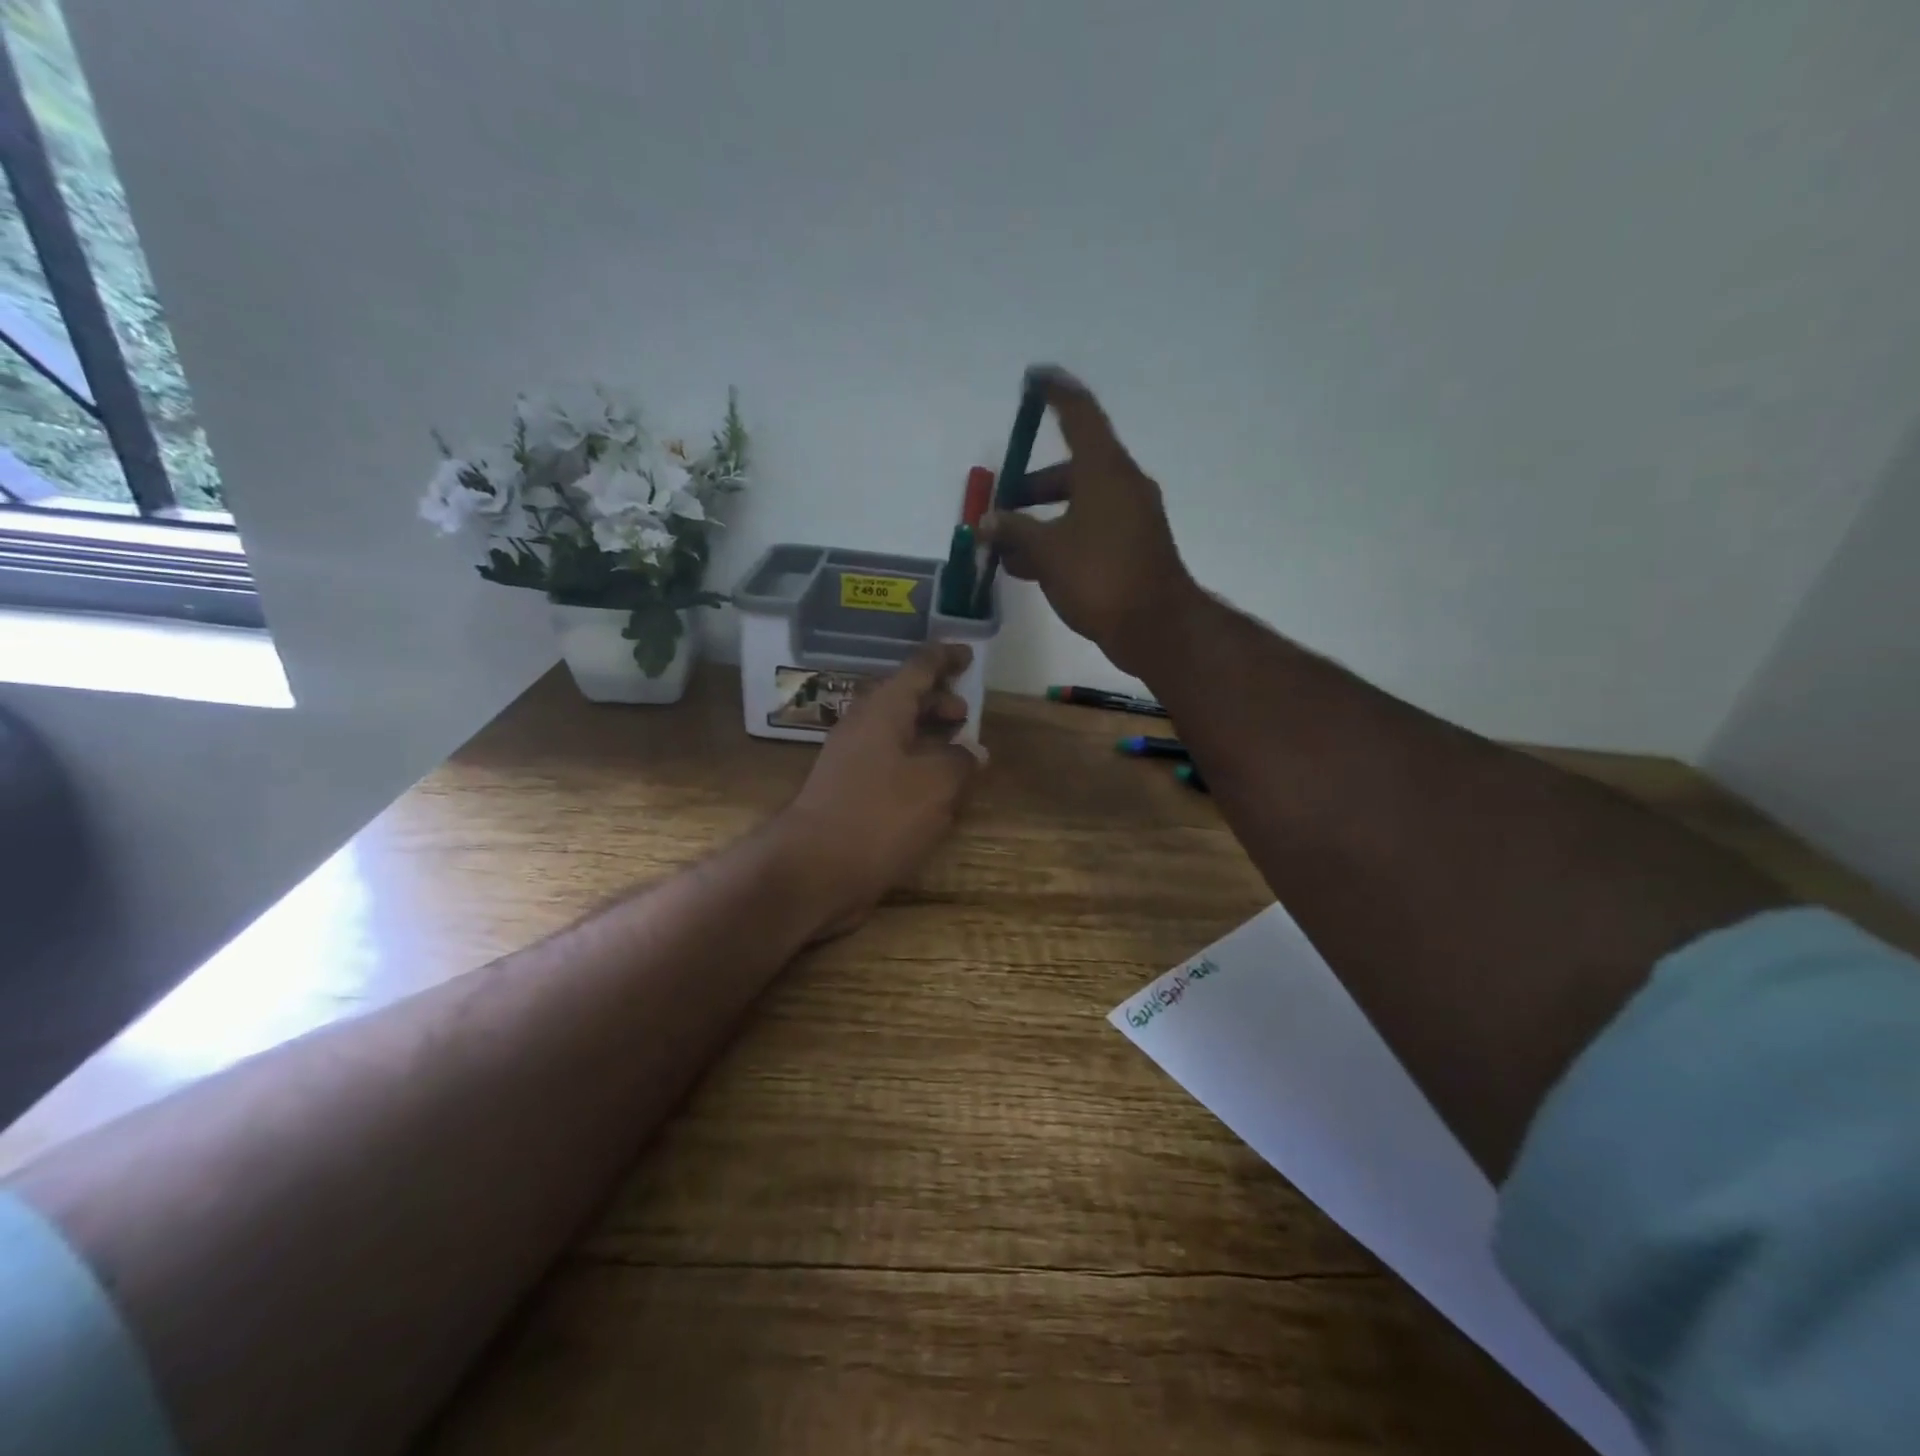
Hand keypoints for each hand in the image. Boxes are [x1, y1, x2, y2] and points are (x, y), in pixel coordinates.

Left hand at [777, 642, 980, 937]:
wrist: (812, 870)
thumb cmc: (879, 816)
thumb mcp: (936, 784)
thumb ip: (961, 760)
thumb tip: (973, 752)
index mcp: (883, 710)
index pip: (918, 667)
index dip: (946, 658)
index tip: (969, 654)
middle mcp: (863, 727)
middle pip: (905, 699)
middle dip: (938, 702)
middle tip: (966, 716)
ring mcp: (851, 761)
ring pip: (897, 734)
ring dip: (928, 737)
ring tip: (958, 754)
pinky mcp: (849, 793)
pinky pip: (888, 765)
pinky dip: (914, 767)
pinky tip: (934, 792)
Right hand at [978, 366, 1198, 673]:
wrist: (1156, 627)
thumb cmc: (1100, 577)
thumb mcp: (1047, 551)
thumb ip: (1014, 531)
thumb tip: (988, 522)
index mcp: (1105, 471)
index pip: (1079, 415)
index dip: (1056, 394)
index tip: (1035, 378)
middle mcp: (1121, 486)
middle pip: (1072, 470)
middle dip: (1032, 487)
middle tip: (1001, 504)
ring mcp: (1129, 519)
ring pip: (1077, 506)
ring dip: (1040, 520)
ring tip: (1004, 547)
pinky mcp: (1130, 549)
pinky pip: (1087, 532)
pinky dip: (1058, 540)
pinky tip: (1028, 568)